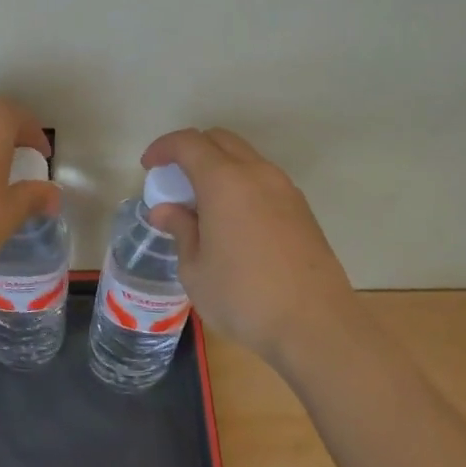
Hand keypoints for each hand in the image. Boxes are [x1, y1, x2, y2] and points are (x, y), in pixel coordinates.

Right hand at [140, 128, 354, 363]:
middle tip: (174, 181)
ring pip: (245, 158)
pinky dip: (241, 184)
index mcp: (225, 181)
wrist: (316, 326)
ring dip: (219, 167)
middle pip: (220, 140)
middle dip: (191, 150)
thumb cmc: (244, 297)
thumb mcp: (195, 269)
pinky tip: (232, 221)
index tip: (149, 167)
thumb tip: (165, 210)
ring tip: (202, 204)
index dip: (164, 148)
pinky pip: (263, 180)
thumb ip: (180, 230)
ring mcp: (285, 189)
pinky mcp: (302, 209)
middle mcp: (257, 173)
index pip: (189, 143)